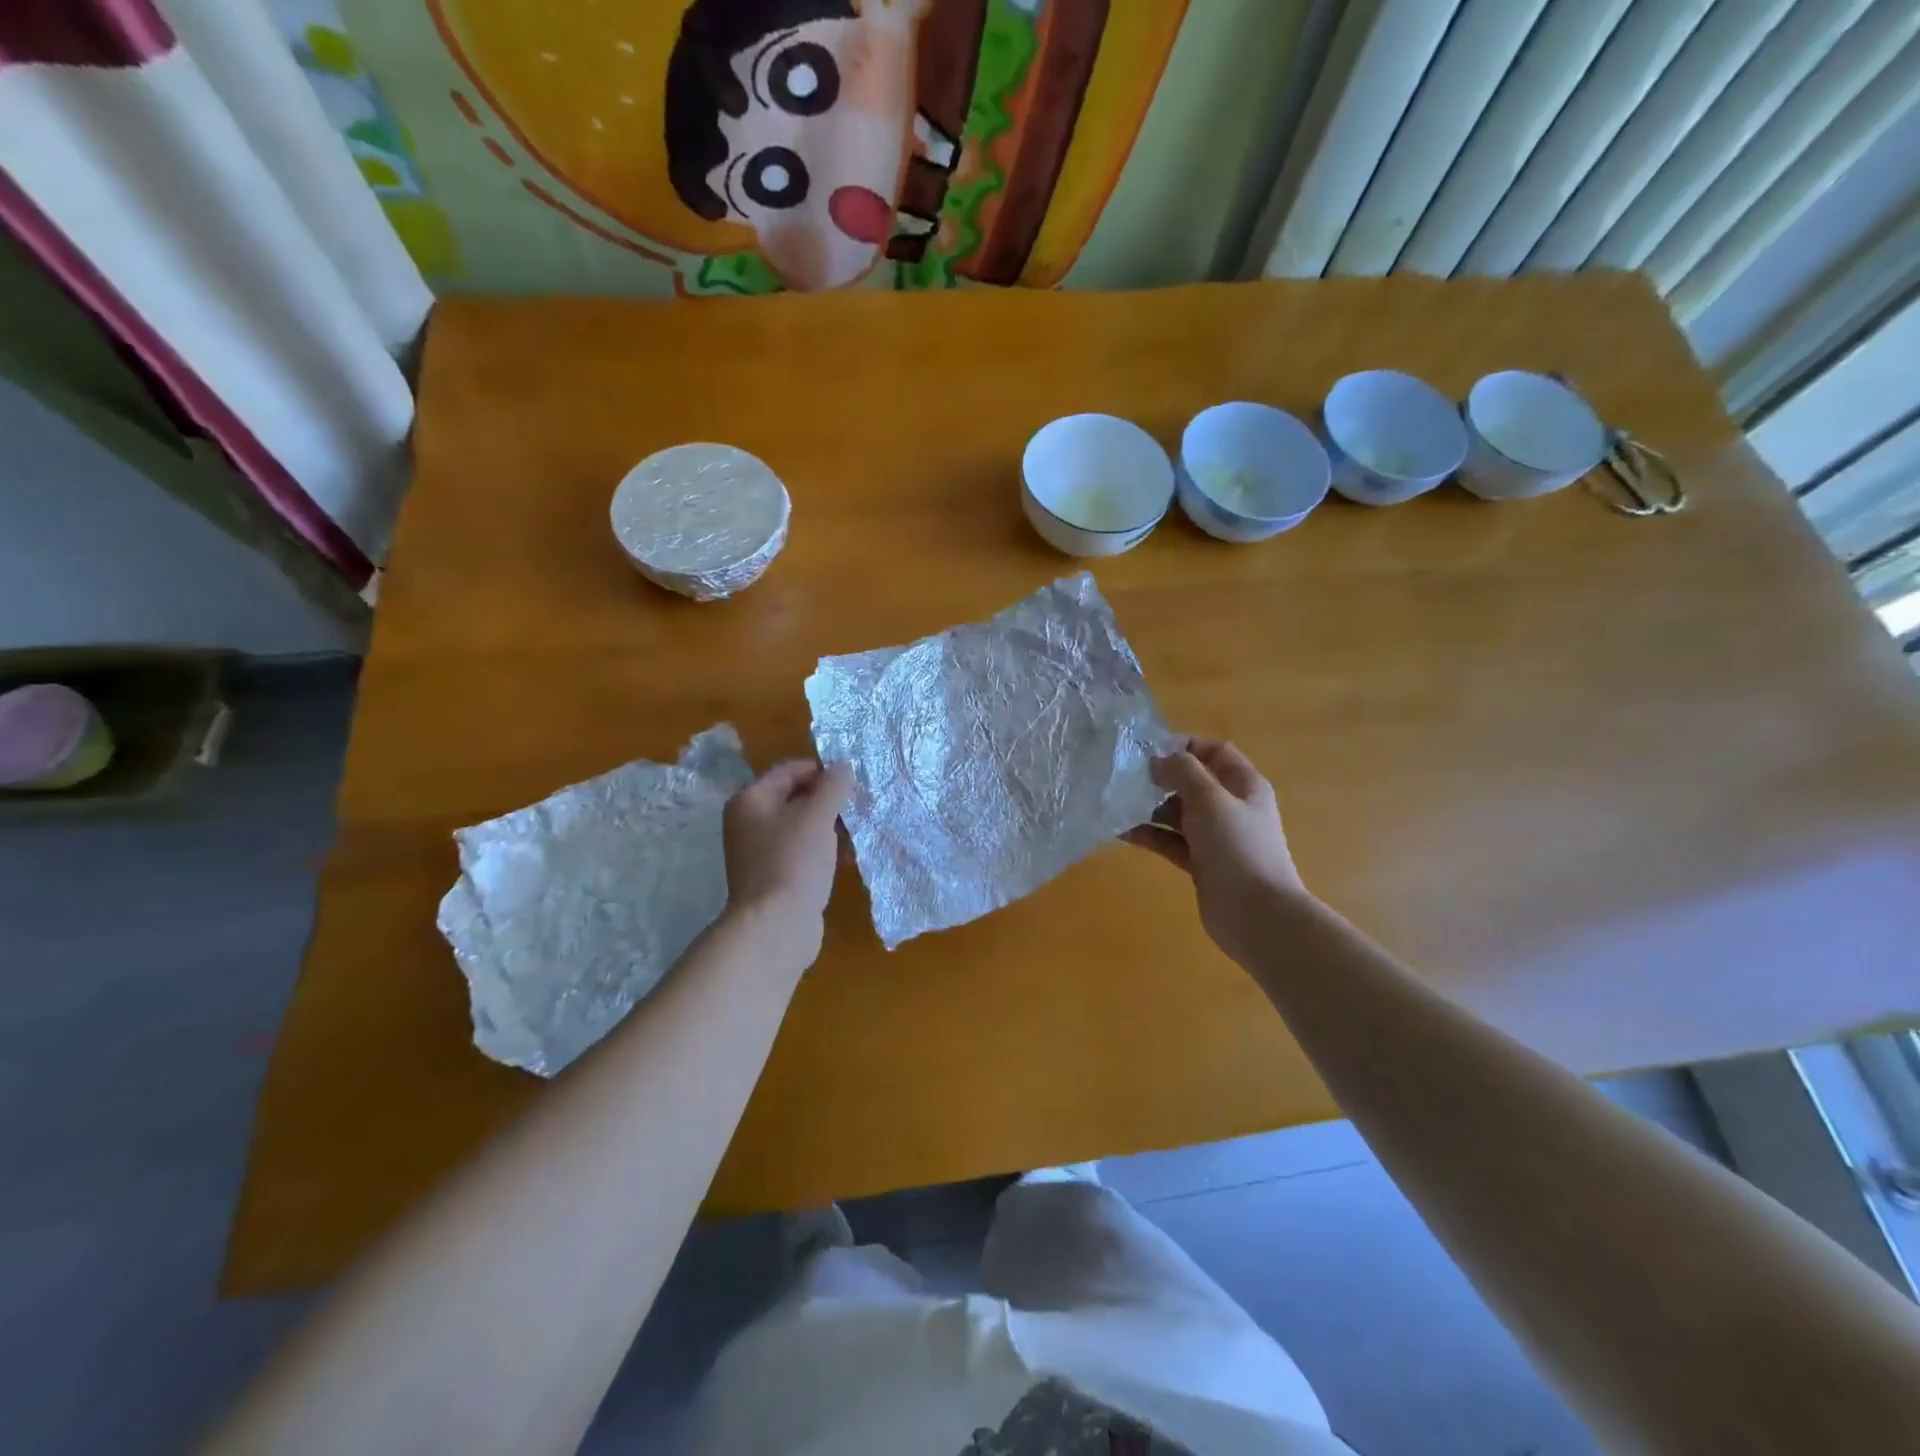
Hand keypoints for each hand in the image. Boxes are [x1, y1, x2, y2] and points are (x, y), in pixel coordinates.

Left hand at [721, 760, 851, 968]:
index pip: (791, 769)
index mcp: (751, 799)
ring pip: (803, 826)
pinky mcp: (775, 875)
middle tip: (858, 809)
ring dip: (831, 827)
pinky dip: (824, 850)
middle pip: (797, 797)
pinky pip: (803, 851)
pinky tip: (847, 859)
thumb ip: (833, 785)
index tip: (853, 783)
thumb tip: (842, 767)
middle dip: (830, 802)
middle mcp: (750, 821)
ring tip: (857, 836)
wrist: (775, 927)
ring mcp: (760, 851)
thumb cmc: (794, 862)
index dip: (823, 771)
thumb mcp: (817, 815)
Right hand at [1122, 738, 1310, 966]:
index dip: (1184, 745)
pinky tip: (1121, 832)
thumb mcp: (1210, 799)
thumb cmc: (1237, 848)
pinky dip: (1149, 834)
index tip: (1148, 750)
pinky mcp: (1201, 862)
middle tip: (1125, 777)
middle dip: (1160, 778)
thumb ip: (1182, 772)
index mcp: (1243, 785)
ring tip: (1117, 804)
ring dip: (1149, 807)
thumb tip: (1157, 760)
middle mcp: (1230, 806)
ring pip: (1177, 813)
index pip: (1214, 751)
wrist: (1257, 915)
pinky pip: (1170, 841)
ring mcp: (1215, 837)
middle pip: (1192, 781)